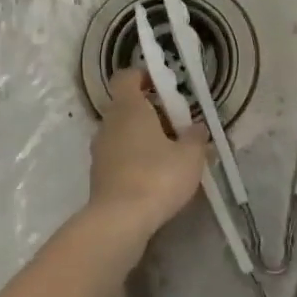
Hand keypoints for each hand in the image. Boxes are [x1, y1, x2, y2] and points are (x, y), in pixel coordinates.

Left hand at [87, 69, 209, 235]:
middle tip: (176, 125)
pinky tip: (155, 176)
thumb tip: (197, 127)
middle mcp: (108, 124)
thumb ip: (196, 137)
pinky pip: (118, 156)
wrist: (119, 221)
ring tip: (169, 154)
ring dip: (142, 137)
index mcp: (128, 108)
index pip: (126, 77)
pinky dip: (134, 159)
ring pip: (122, 133)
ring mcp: (99, 151)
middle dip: (150, 111)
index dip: (143, 76)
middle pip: (126, 106)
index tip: (163, 86)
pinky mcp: (98, 176)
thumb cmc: (157, 176)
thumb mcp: (190, 156)